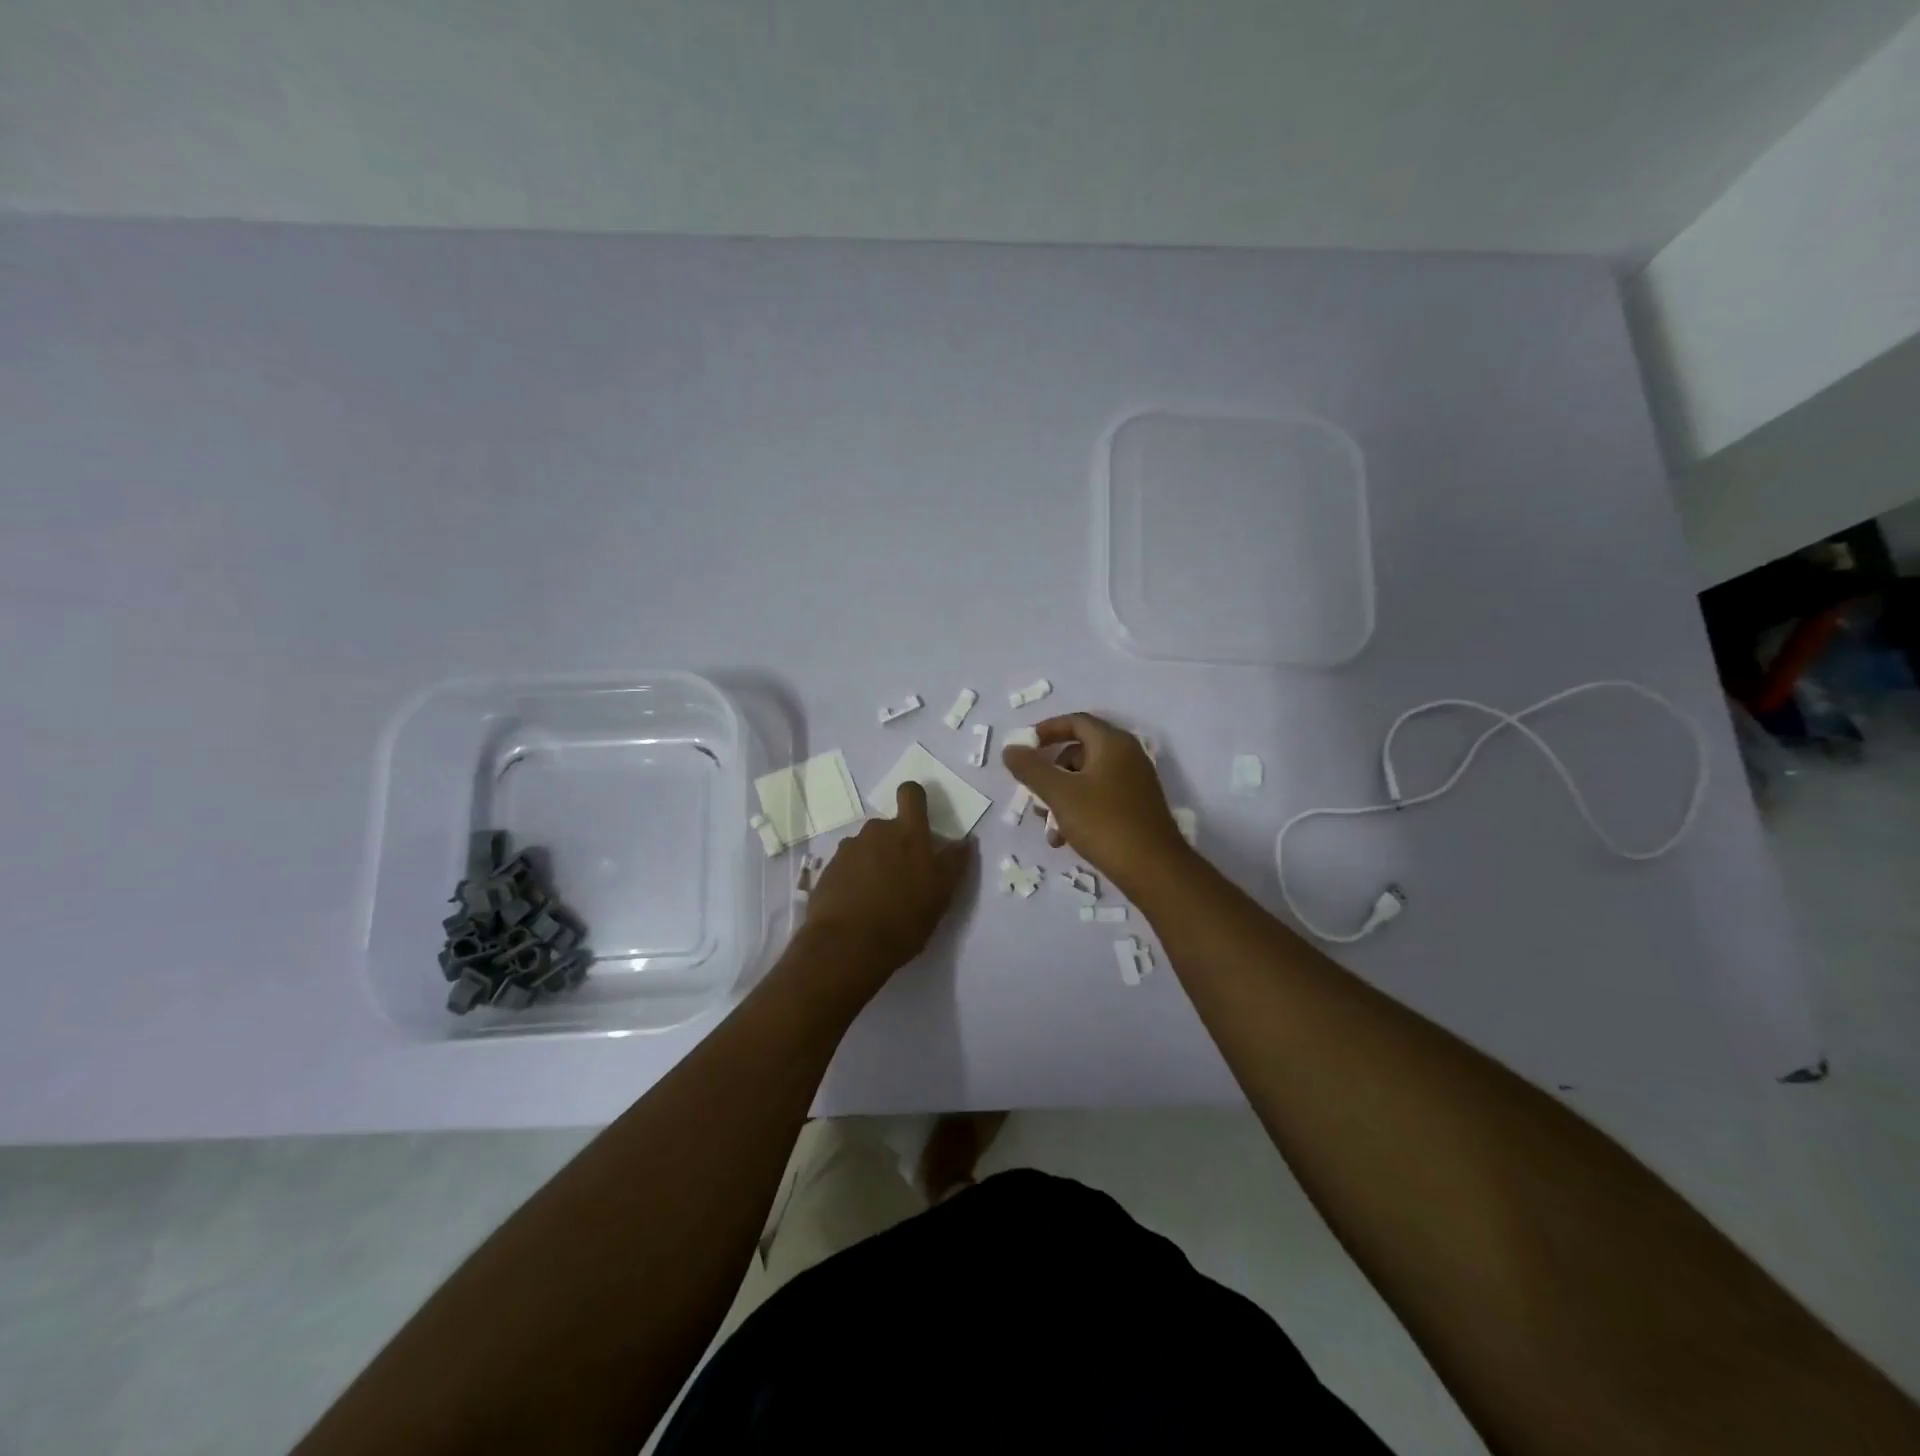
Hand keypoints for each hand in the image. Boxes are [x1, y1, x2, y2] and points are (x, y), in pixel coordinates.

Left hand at [802, 781, 972, 998]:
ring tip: (877, 897)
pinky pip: (847, 866)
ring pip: (867, 847)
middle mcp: (877, 831)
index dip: (914, 799)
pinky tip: (857, 905)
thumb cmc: (904, 919)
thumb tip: (965, 841)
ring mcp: (849, 849)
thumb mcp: (941, 895)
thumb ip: (952, 864)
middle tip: (901, 877)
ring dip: (873, 862)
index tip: (918, 818)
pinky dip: (853, 879)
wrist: (846, 945)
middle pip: (888, 826)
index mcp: (908, 833)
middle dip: (894, 844)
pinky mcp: (829, 869)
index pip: (911, 794)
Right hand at [1002, 712, 1191, 897]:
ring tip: (1047, 827)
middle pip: (1079, 751)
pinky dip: (1079, 810)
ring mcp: (1134, 782)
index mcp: (1112, 743)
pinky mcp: (1136, 807)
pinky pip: (1100, 797)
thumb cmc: (1104, 823)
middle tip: (1033, 793)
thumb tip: (1011, 749)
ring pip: (1087, 779)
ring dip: (1061, 797)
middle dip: (1051, 772)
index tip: (1024, 747)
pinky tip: (1064, 839)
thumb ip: (1032, 769)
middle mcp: (1127, 756)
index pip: (1076, 722)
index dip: (1047, 730)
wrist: (1153, 869)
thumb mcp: (1060, 794)